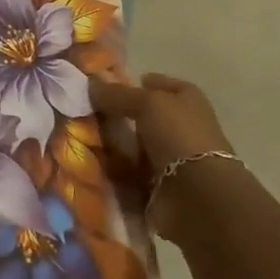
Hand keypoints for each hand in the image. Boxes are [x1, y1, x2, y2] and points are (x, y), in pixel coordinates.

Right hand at [89, 73, 235, 240]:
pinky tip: (92, 163)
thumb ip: (118, 93)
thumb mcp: (147, 103)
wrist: (198, 195)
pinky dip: (113, 170)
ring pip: (133, 145)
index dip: (135, 83)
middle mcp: (181, 127)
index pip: (159, 85)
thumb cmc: (178, 136)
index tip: (104, 87)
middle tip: (85, 113)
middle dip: (116, 116)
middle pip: (143, 117)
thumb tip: (92, 83)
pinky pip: (128, 172)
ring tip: (81, 138)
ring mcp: (171, 158)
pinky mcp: (159, 185)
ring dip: (112, 145)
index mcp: (187, 101)